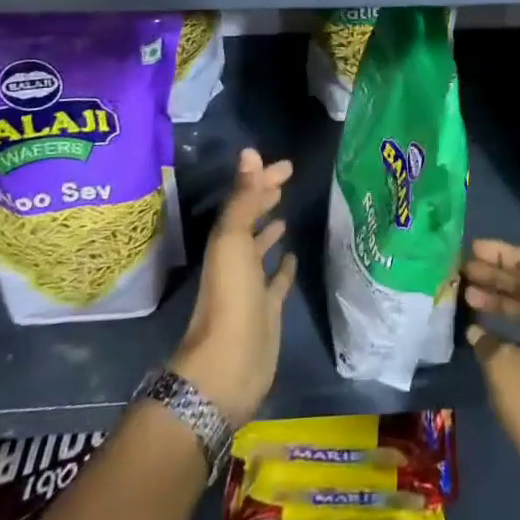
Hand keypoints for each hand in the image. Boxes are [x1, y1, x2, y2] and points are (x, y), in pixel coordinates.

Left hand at [170, 148, 296, 426]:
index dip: (261, 181)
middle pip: (250, 222)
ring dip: (270, 232)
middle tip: (285, 181)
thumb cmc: (231, 298)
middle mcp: (236, 260)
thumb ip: (244, 198)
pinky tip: (293, 257)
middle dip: (264, 200)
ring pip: (261, 251)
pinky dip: (284, 267)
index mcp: (226, 242)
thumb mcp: (234, 241)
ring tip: (285, 215)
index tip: (287, 166)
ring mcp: (251, 287)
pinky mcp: (268, 311)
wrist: (229, 366)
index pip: (244, 201)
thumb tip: (251, 152)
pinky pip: (277, 282)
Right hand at [463, 240, 519, 519]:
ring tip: (467, 297)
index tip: (470, 250)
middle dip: (496, 274)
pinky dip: (509, 324)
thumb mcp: (505, 371)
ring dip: (501, 299)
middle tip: (462, 272)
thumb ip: (487, 342)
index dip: (500, 252)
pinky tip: (483, 333)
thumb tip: (477, 331)